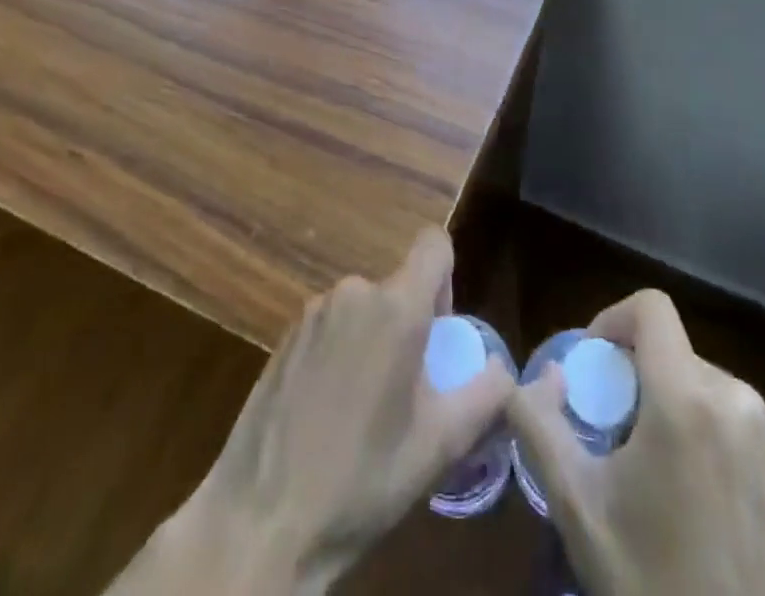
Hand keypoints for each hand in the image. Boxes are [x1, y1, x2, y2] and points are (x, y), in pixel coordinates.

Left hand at [125, 229, 513, 595]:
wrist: (261, 520)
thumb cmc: (363, 479)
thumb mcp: (440, 445)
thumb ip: (486, 395)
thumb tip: (502, 368)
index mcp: (396, 306)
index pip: (434, 244)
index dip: (447, 278)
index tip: (440, 334)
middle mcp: (353, 292)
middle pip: (398, 286)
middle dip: (410, 325)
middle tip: (407, 390)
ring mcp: (312, 312)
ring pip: (363, 308)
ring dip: (374, 341)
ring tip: (365, 409)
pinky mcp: (284, 336)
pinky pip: (331, 326)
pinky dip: (341, 352)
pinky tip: (328, 413)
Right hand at [508, 289, 764, 595]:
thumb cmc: (652, 586)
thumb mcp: (578, 507)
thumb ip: (540, 424)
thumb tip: (540, 375)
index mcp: (688, 398)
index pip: (650, 307)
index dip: (613, 320)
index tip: (592, 368)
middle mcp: (740, 401)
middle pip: (674, 352)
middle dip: (638, 378)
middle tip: (614, 435)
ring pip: (706, 387)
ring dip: (672, 407)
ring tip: (654, 474)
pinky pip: (739, 424)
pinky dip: (710, 436)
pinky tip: (698, 502)